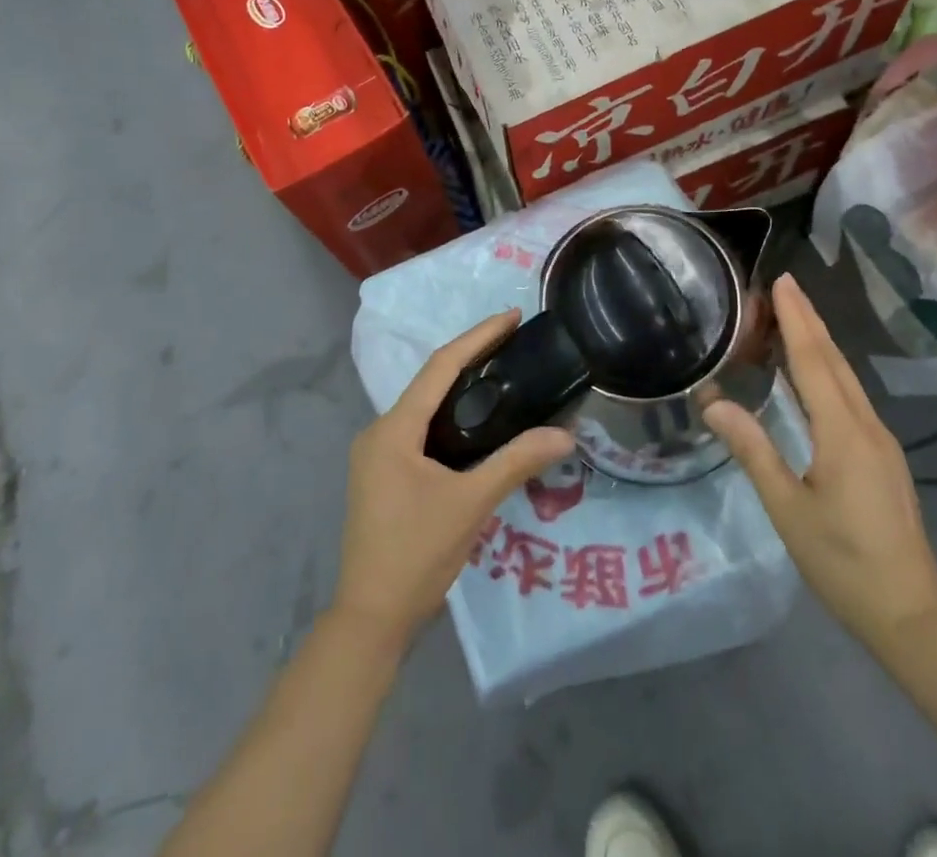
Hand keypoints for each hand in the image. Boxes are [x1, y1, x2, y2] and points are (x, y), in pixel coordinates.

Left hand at [332, 311, 576, 650]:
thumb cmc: (416, 554)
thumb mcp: (471, 504)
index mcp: (393, 429)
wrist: (371, 619)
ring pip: (425, 406)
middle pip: (430, 381)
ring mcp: (378, 455)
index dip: (477, 337)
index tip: (511, 316)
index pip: (440, 366)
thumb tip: (565, 435)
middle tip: (514, 341)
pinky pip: (421, 430)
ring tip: (503, 373)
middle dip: (471, 356)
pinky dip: (450, 417)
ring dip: (460, 387)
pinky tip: (477, 423)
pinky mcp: (384, 475)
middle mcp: (380, 432)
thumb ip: (516, 463)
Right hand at [704, 274, 936, 650]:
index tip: (784, 281)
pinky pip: (852, 397)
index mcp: (843, 433)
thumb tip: (714, 403)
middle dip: (810, 320)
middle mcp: (867, 426)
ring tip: (795, 317)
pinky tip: (816, 373)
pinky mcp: (883, 457)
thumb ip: (752, 450)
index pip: (814, 361)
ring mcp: (881, 441)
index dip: (796, 320)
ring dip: (820, 343)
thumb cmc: (843, 562)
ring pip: (847, 378)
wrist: (912, 614)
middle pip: (835, 361)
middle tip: (786, 286)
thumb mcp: (787, 508)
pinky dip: (830, 370)